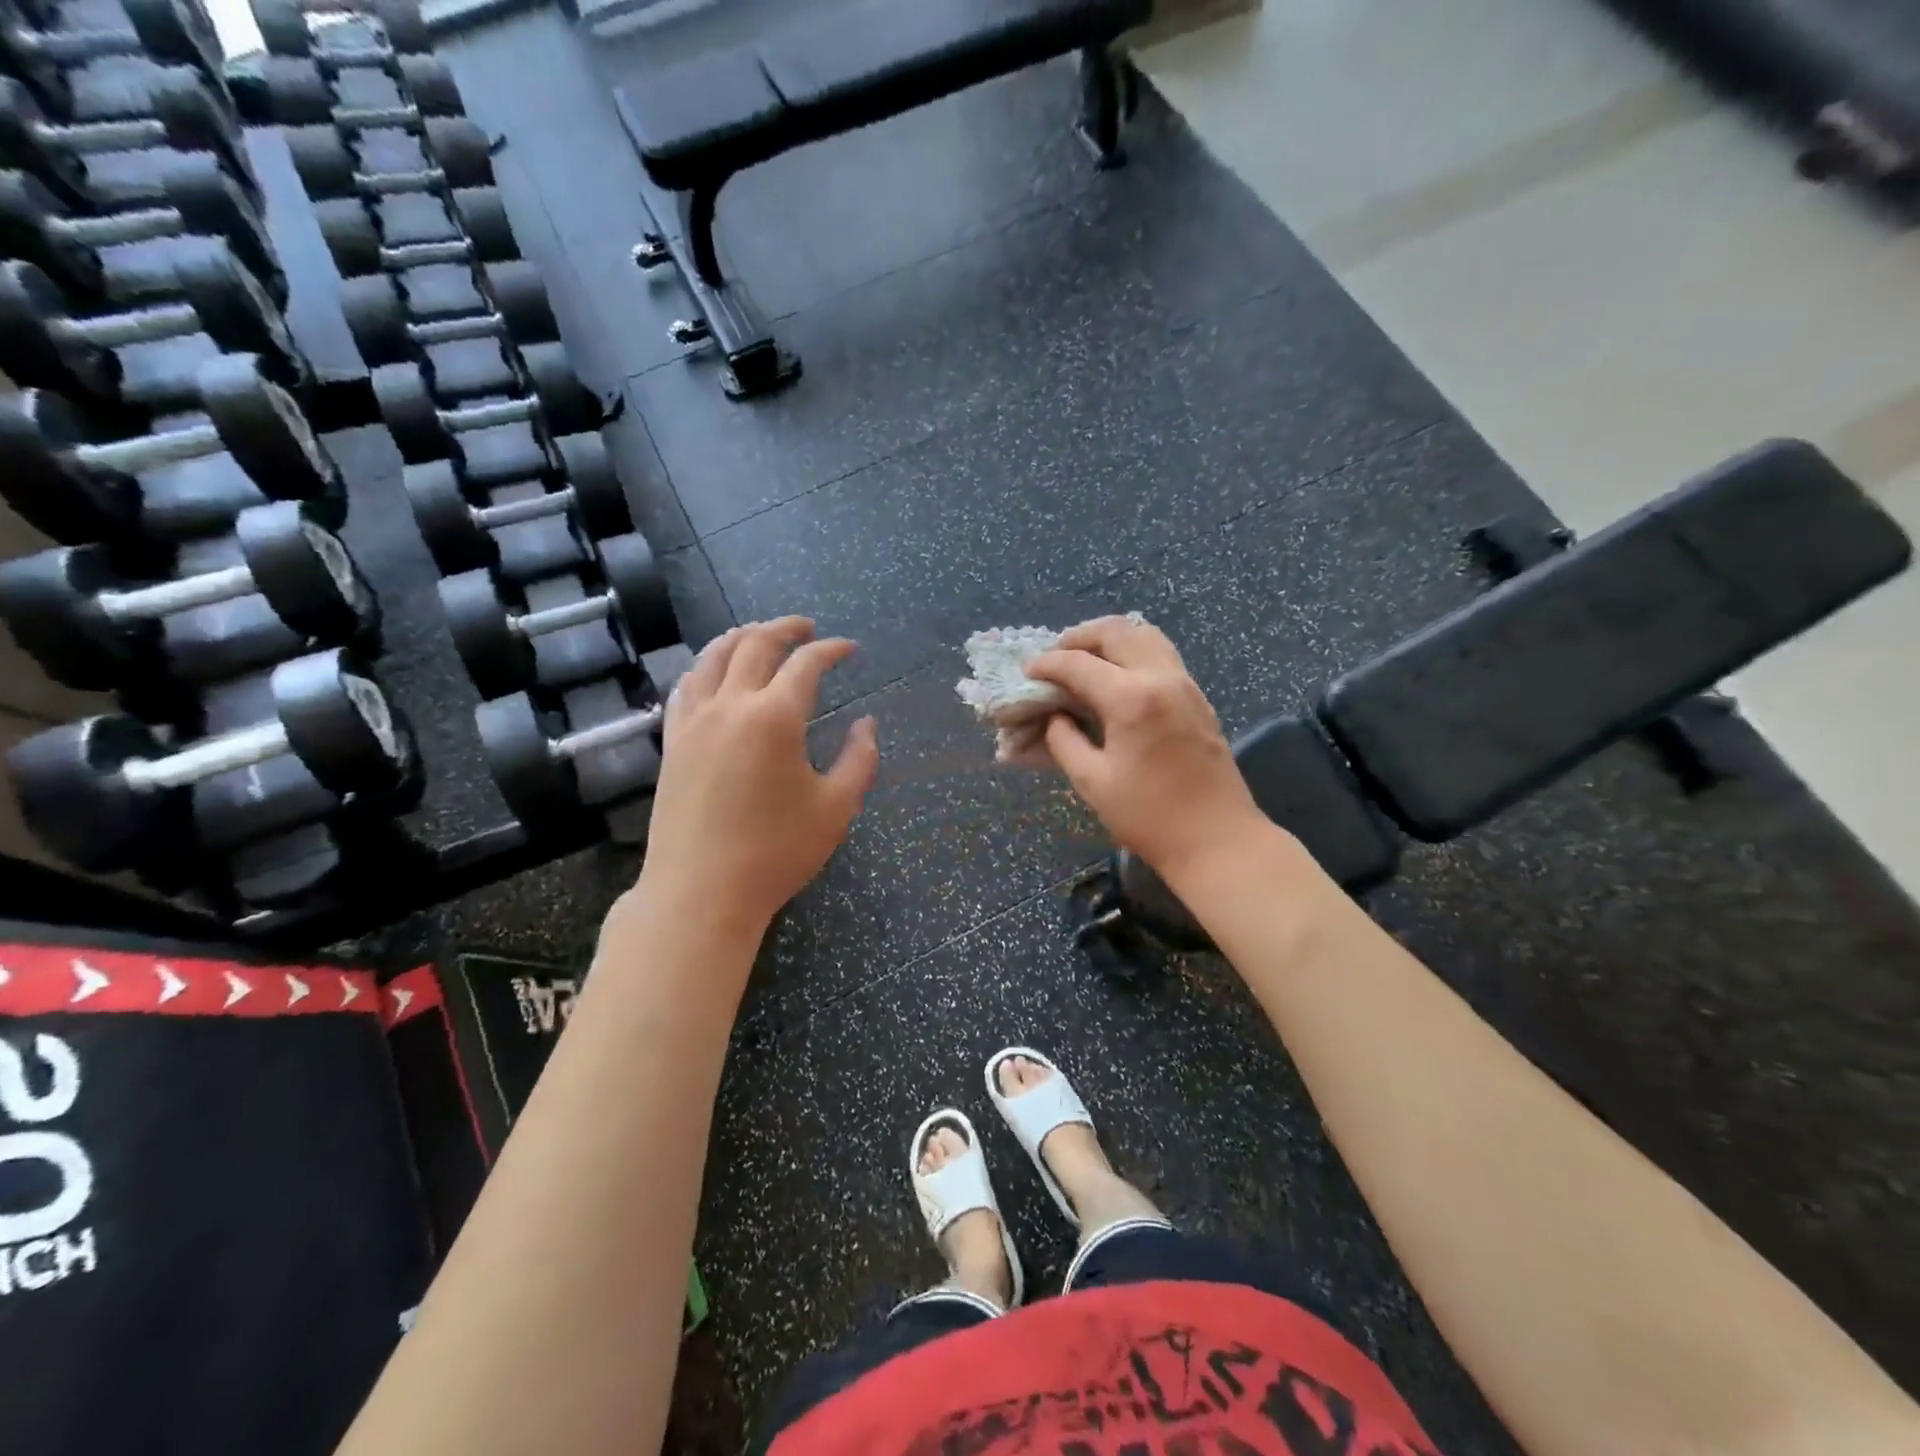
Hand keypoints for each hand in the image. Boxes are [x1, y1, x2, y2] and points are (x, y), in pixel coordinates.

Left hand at [635, 618, 877, 930]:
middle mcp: (730, 705)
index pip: (806, 663)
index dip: (832, 649)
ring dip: (741, 637)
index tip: (850, 649)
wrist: (701, 892)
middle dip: (786, 629)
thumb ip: (859, 759)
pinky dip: (706, 666)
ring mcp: (694, 721)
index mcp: (775, 717)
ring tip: (760, 634)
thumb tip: (867, 723)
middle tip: (808, 627)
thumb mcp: (836, 808)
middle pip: (756, 645)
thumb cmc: (776, 852)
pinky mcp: (673, 741)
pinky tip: (714, 672)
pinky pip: (687, 686)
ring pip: (713, 657)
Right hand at [1026, 617, 1266, 884]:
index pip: (1078, 664)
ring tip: (1085, 660)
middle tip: (1055, 658)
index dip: (1047, 664)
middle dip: (1078, 637)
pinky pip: (1162, 654)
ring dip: (1109, 639)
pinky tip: (1117, 678)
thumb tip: (1054, 717)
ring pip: (1144, 635)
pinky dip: (1133, 652)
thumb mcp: (1093, 782)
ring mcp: (1186, 684)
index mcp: (1131, 698)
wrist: (1218, 840)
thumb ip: (1065, 741)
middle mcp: (1161, 677)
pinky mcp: (1198, 698)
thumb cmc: (1150, 817)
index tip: (1027, 672)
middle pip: (1115, 631)